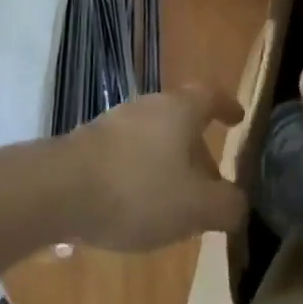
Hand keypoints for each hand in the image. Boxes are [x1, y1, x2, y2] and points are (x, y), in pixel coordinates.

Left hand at [61, 86, 247, 251]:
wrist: (62, 189)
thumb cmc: (138, 190)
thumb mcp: (195, 207)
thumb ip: (226, 205)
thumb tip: (240, 202)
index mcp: (180, 109)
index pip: (211, 96)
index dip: (227, 106)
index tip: (238, 118)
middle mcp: (151, 105)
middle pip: (183, 120)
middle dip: (200, 151)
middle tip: (211, 185)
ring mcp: (118, 121)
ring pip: (157, 138)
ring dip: (171, 166)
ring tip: (177, 205)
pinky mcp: (93, 143)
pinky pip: (131, 153)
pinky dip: (144, 174)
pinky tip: (139, 207)